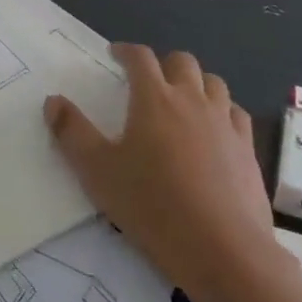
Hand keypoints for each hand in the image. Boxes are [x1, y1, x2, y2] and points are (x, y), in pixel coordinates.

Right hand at [45, 45, 283, 297]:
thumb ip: (72, 133)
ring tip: (182, 100)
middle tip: (148, 80)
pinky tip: (215, 129)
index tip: (115, 55)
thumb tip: (53, 101)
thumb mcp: (97, 172)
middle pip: (182, 62)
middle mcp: (192, 100)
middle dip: (163, 64)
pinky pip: (236, 114)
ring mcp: (225, 123)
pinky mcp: (248, 149)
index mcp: (154, 99)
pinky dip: (223, 110)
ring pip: (214, 83)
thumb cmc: (152, 206)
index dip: (126, 51)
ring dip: (195, 83)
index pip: (140, 58)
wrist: (222, 249)